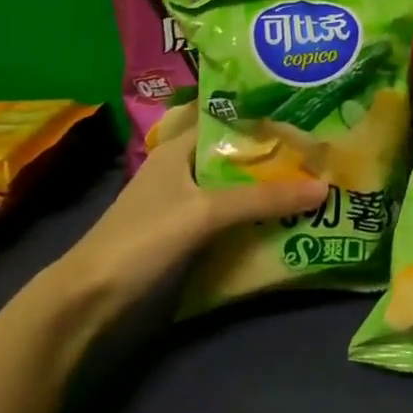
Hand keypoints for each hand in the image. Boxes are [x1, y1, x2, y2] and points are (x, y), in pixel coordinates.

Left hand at [45, 123, 325, 326]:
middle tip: (321, 149)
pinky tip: (284, 216)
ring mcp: (183, 201)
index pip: (229, 116)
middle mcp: (182, 167)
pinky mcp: (184, 232)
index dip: (265, 113)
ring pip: (234, 184)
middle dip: (275, 152)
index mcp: (179, 147)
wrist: (88, 302)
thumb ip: (264, 199)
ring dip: (266, 185)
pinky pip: (229, 212)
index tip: (306, 110)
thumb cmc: (143, 238)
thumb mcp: (206, 212)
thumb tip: (324, 188)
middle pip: (236, 153)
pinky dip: (254, 212)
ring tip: (313, 179)